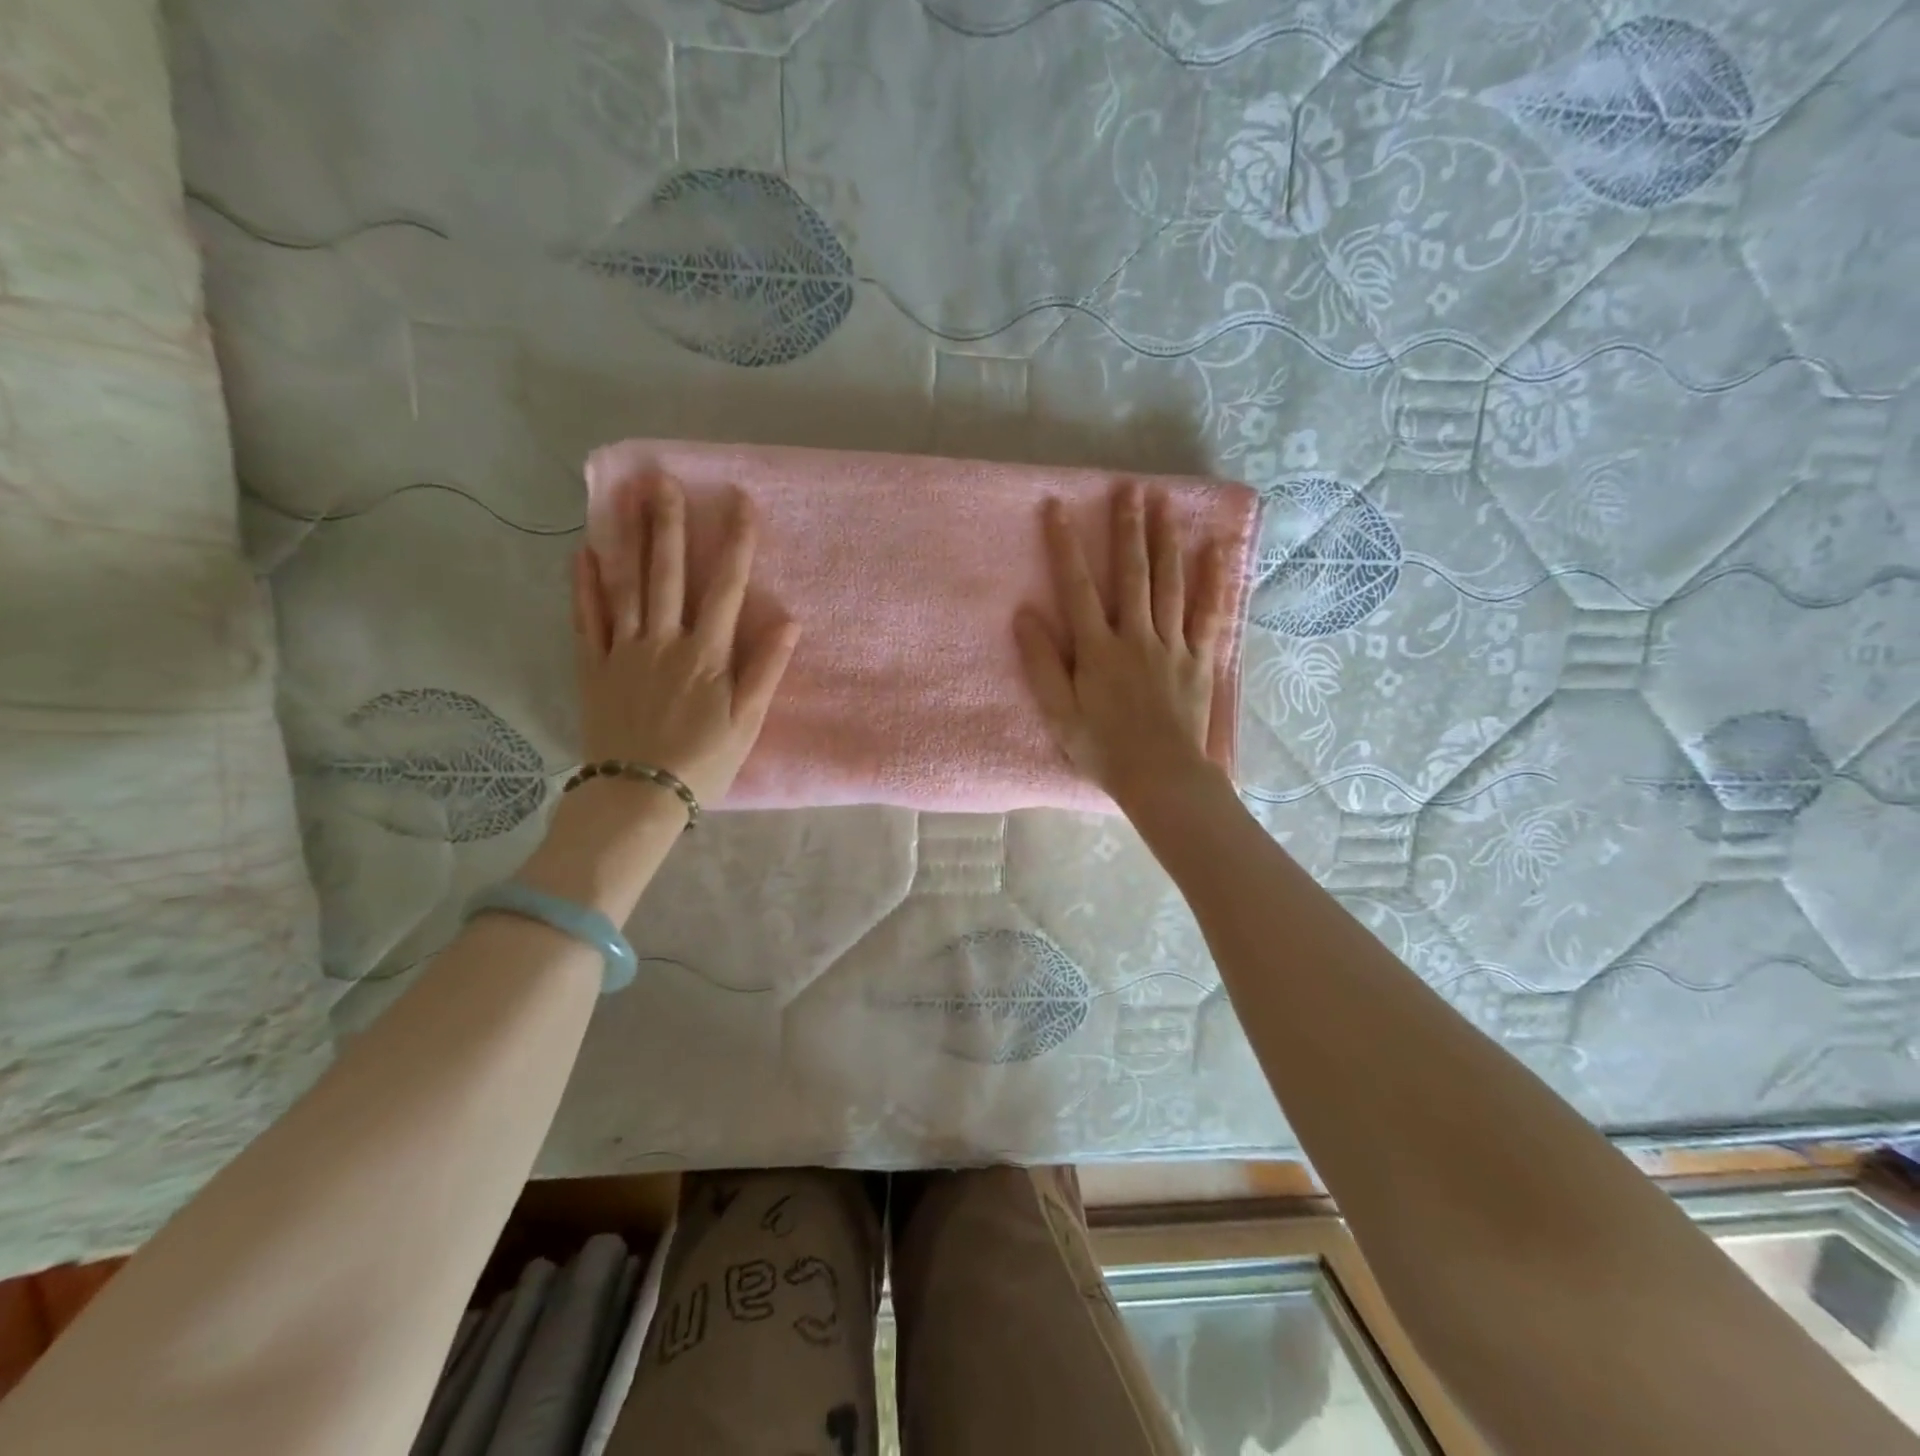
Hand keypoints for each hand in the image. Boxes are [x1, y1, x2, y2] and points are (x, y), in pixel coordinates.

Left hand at [573, 477, 799, 809]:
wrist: (638, 796)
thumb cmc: (703, 761)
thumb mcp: (747, 722)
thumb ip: (766, 669)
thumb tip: (789, 621)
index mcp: (706, 654)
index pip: (727, 588)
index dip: (736, 543)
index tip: (740, 501)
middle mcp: (664, 641)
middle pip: (668, 574)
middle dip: (669, 524)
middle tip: (662, 479)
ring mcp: (624, 651)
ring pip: (626, 585)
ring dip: (628, 539)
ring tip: (625, 497)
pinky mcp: (594, 667)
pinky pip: (587, 618)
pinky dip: (584, 585)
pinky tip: (583, 553)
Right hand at [1014, 482, 1234, 808]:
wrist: (1160, 777)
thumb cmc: (1103, 749)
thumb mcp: (1059, 713)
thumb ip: (1042, 663)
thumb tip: (1024, 615)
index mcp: (1098, 650)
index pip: (1077, 588)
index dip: (1065, 546)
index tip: (1057, 508)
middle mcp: (1135, 637)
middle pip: (1131, 574)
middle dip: (1128, 530)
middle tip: (1129, 488)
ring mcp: (1172, 645)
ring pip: (1169, 584)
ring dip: (1166, 541)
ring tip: (1165, 502)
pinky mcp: (1199, 659)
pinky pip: (1209, 614)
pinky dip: (1213, 581)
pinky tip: (1216, 550)